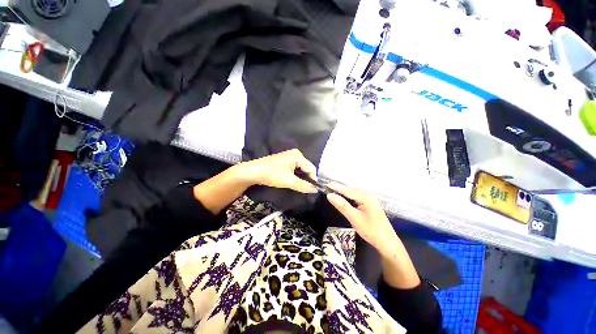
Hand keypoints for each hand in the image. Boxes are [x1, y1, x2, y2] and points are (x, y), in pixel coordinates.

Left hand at [238, 149, 318, 193]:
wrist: (253, 172)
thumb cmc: (272, 174)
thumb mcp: (289, 181)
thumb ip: (304, 186)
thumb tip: (315, 190)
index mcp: (298, 156)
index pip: (311, 168)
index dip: (313, 179)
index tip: (313, 190)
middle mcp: (295, 154)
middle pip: (306, 168)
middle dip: (307, 178)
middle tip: (306, 189)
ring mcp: (289, 156)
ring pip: (300, 169)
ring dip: (301, 178)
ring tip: (300, 187)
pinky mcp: (284, 160)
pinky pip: (295, 168)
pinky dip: (296, 175)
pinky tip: (294, 181)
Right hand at [326, 184, 398, 256]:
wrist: (387, 243)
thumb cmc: (371, 231)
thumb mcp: (354, 218)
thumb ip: (342, 206)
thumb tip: (329, 195)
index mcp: (366, 197)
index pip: (347, 190)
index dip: (336, 187)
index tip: (326, 184)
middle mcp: (368, 195)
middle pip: (350, 190)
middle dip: (339, 189)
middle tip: (327, 188)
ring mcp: (370, 199)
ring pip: (354, 193)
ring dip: (344, 193)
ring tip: (333, 191)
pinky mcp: (370, 204)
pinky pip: (357, 197)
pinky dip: (349, 197)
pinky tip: (344, 199)